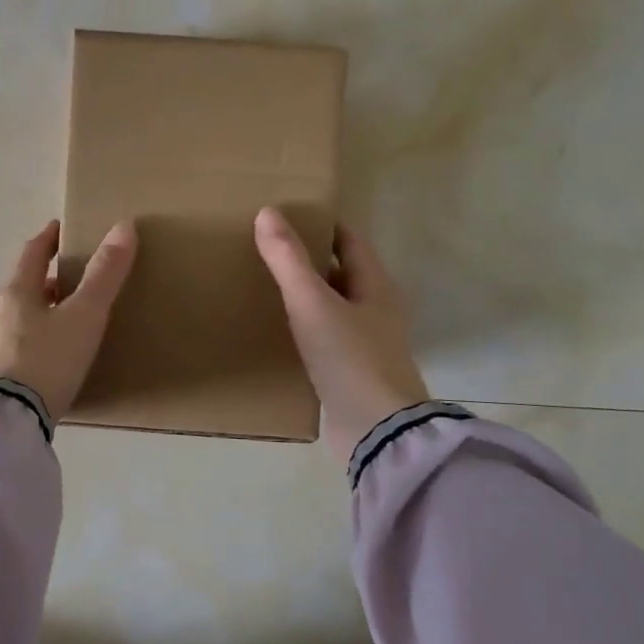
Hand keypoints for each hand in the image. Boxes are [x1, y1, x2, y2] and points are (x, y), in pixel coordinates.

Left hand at [0, 219, 138, 419]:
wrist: (7, 420)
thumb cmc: (47, 359)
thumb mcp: (84, 316)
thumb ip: (104, 274)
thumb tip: (124, 226)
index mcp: (16, 292)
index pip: (32, 253)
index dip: (48, 238)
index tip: (60, 229)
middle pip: (23, 287)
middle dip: (47, 280)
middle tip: (73, 280)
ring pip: (18, 318)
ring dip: (40, 312)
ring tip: (65, 321)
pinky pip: (14, 347)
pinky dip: (33, 341)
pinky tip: (48, 359)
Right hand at [254, 206, 429, 464]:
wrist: (377, 431)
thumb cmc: (349, 358)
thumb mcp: (312, 303)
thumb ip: (288, 260)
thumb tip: (267, 212)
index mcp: (376, 287)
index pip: (350, 242)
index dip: (323, 226)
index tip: (288, 216)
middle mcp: (376, 311)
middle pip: (342, 274)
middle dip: (310, 260)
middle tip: (268, 250)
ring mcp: (366, 345)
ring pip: (332, 308)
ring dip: (306, 296)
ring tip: (266, 286)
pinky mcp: (352, 374)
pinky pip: (325, 340)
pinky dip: (304, 329)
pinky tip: (278, 332)